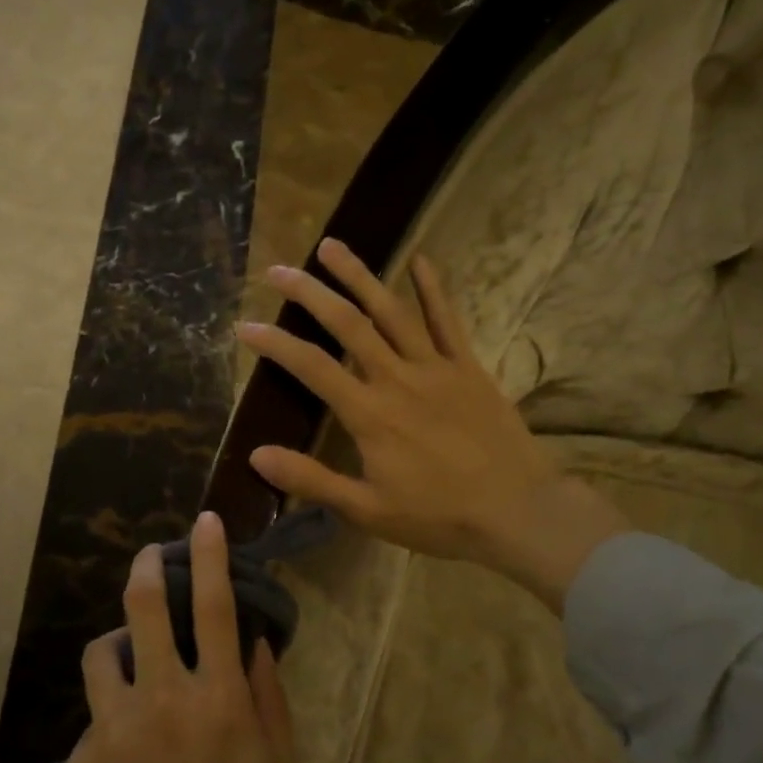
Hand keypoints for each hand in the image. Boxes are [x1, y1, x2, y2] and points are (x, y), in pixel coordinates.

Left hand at [66, 511, 298, 762]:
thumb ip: (270, 701)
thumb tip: (258, 644)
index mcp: (221, 701)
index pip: (218, 605)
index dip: (211, 555)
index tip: (206, 521)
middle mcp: (165, 699)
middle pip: (147, 605)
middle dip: (148, 566)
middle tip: (150, 554)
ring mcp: (114, 728)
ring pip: (104, 649)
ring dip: (121, 642)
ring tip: (132, 659)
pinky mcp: (80, 761)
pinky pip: (94, 715)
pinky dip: (111, 713)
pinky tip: (123, 751)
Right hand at [236, 238, 628, 611]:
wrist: (519, 512)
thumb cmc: (439, 516)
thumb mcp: (367, 510)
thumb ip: (312, 480)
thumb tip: (257, 455)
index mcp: (369, 414)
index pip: (311, 367)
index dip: (275, 344)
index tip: (244, 325)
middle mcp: (398, 378)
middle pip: (348, 324)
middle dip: (309, 293)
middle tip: (279, 269)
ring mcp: (436, 367)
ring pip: (392, 311)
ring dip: (359, 275)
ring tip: (332, 245)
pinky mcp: (468, 368)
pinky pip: (448, 321)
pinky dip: (433, 289)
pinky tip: (420, 259)